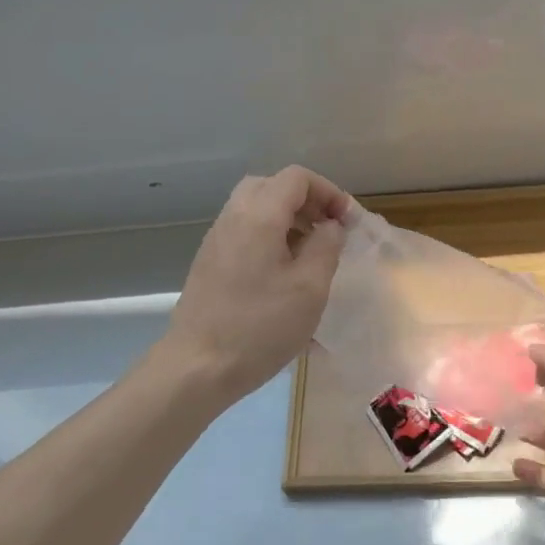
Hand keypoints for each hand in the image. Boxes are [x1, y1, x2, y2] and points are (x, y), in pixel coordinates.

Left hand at [159, 166, 351, 403]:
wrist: (197, 367)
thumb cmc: (260, 326)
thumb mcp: (310, 287)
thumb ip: (326, 246)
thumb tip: (330, 225)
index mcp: (259, 216)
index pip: (297, 178)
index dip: (329, 192)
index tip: (348, 222)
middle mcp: (233, 218)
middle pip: (272, 186)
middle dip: (306, 201)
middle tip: (327, 230)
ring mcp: (216, 240)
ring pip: (255, 208)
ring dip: (287, 219)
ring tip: (310, 253)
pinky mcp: (209, 263)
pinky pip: (243, 231)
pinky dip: (268, 236)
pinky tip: (282, 273)